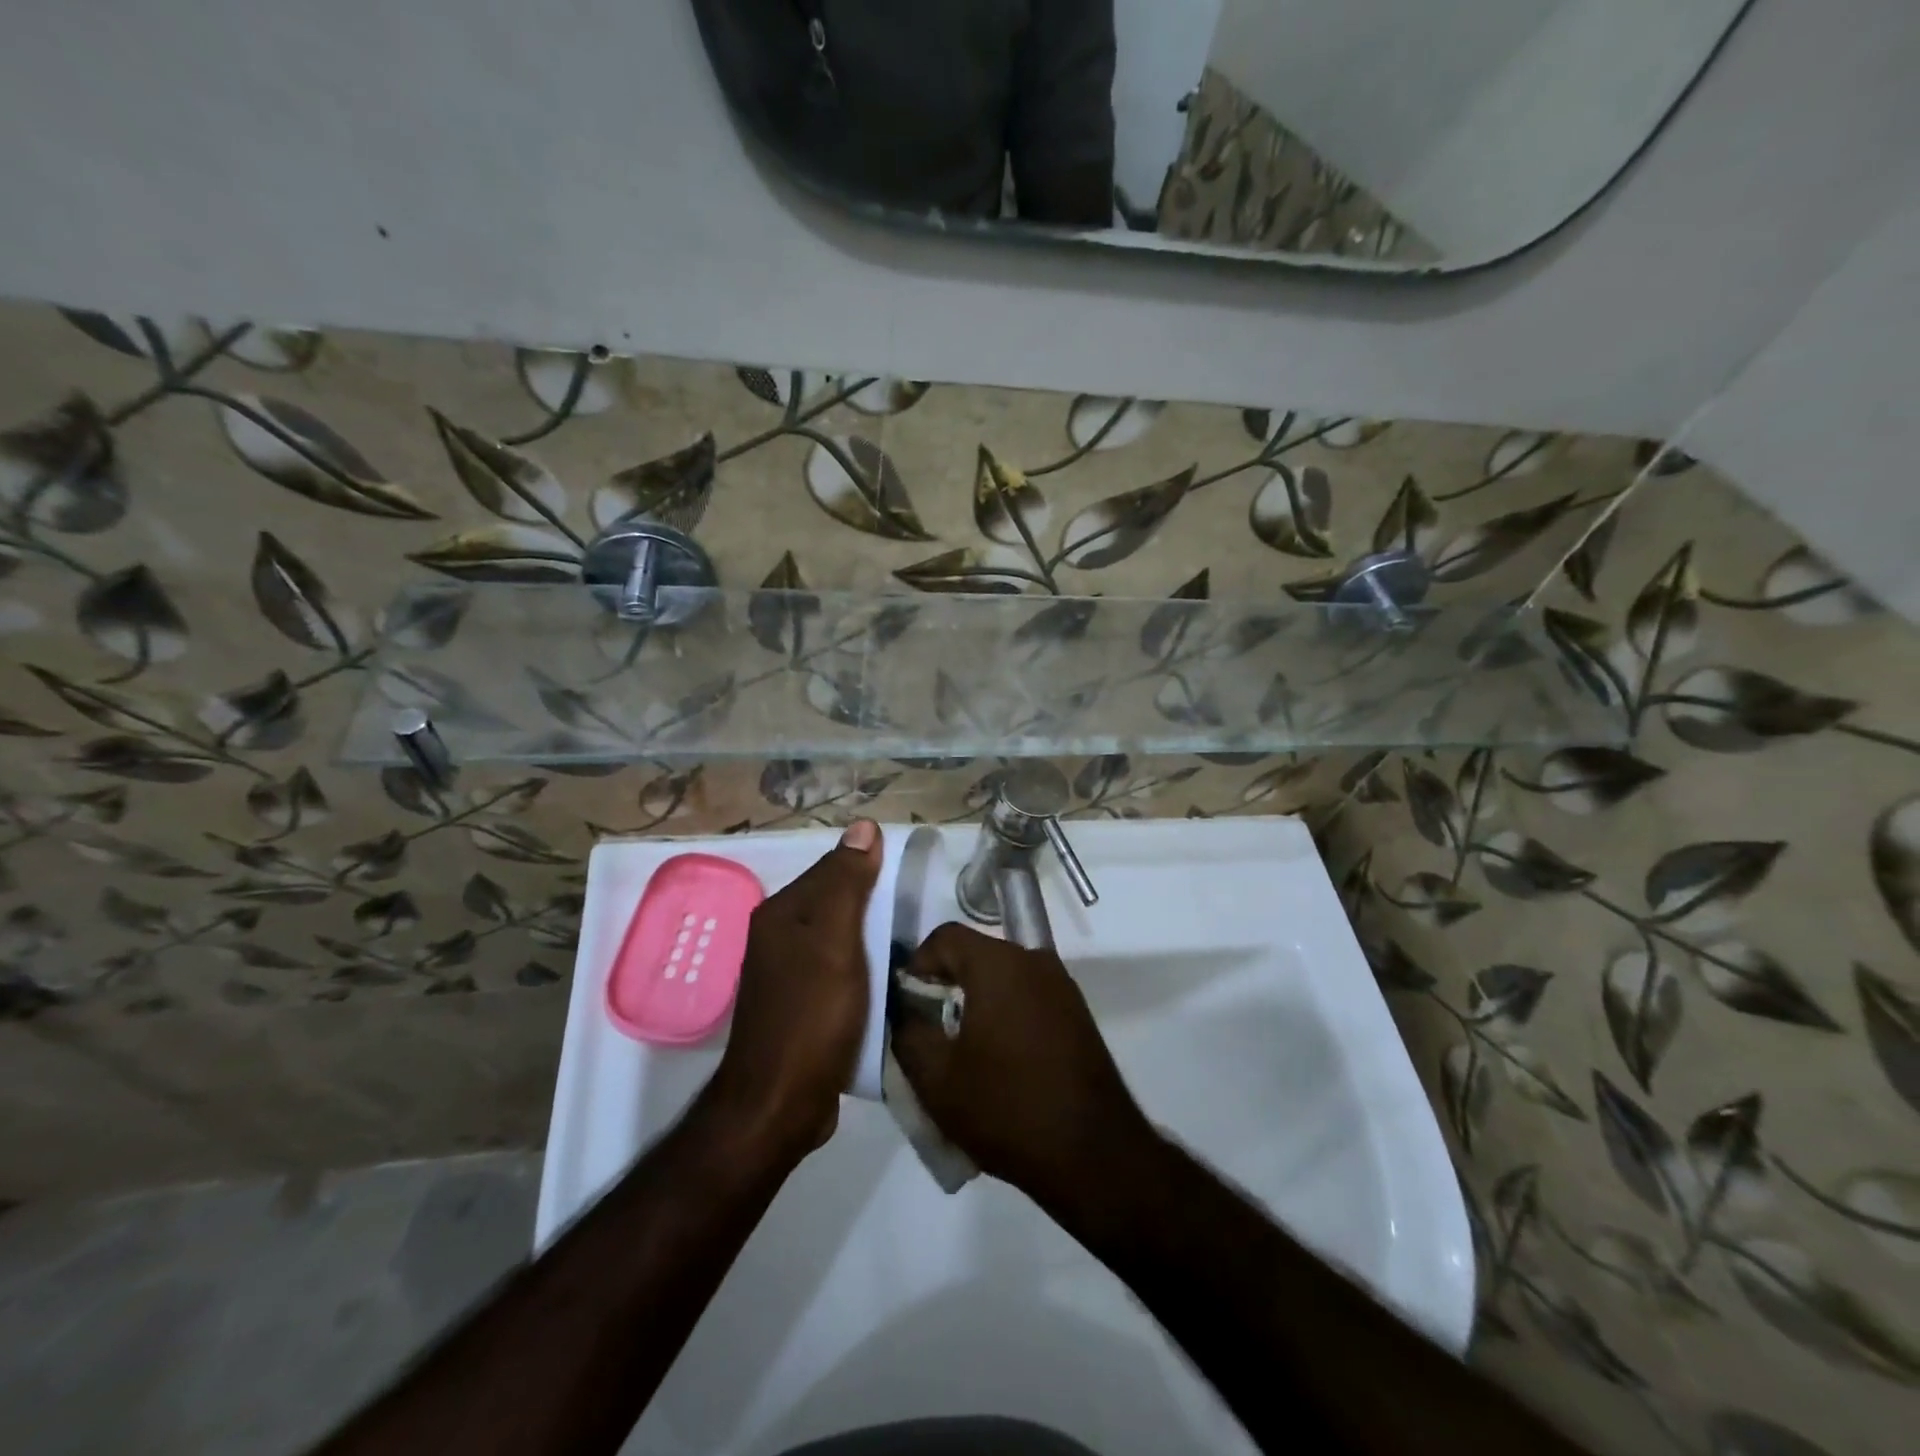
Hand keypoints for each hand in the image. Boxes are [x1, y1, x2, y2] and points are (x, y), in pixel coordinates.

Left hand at [711, 820, 881, 1156]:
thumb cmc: (811, 1015)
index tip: (912, 875)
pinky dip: (865, 968)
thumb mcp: (836, 941)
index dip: (872, 867)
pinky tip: (889, 977)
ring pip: (841, 938)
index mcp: (782, 913)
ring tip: (913, 940)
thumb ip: (848, 883)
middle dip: (874, 902)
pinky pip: (841, 971)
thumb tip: (863, 826)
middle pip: (837, 903)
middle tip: (920, 909)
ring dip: (873, 937)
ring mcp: (789, 975)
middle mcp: (779, 937)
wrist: (780, 1105)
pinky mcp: (803, 1007)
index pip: (833, 868)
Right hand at [890, 922, 1155, 1212]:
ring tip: (960, 1048)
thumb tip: (904, 1009)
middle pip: (976, 954)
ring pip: (1003, 977)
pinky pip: (1027, 997)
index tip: (906, 1003)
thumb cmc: (1007, 1108)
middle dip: (946, 983)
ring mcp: (1061, 986)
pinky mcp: (1077, 1013)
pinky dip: (1005, 1014)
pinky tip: (998, 1060)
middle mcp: (1034, 961)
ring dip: (976, 1001)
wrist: (1093, 1154)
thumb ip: (908, 1032)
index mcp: (999, 965)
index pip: (945, 937)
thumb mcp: (936, 1078)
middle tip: (927, 1027)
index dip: (917, 963)